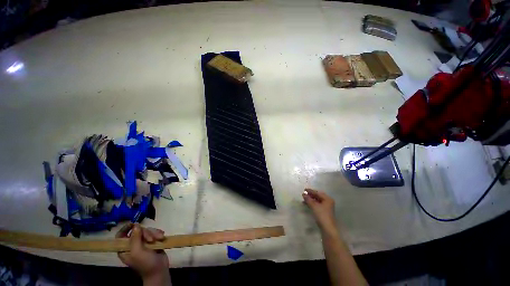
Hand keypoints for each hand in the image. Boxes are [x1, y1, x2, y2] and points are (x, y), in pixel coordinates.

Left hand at [116, 223, 170, 283]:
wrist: (159, 270)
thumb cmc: (145, 263)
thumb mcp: (137, 252)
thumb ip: (135, 239)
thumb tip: (136, 225)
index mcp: (125, 249)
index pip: (120, 236)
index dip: (125, 228)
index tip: (134, 223)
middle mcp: (133, 245)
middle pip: (137, 231)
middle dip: (146, 233)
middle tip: (151, 239)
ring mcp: (143, 243)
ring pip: (147, 231)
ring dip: (154, 233)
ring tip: (159, 238)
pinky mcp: (152, 242)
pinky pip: (154, 233)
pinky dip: (158, 233)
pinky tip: (162, 237)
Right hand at [302, 188, 336, 231]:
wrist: (327, 228)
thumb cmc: (322, 215)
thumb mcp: (314, 206)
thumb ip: (308, 199)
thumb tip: (303, 194)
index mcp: (327, 199)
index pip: (318, 193)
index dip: (310, 191)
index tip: (304, 189)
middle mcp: (328, 202)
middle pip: (318, 196)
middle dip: (310, 195)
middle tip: (303, 194)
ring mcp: (326, 207)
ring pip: (317, 201)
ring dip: (310, 200)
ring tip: (304, 199)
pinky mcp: (324, 212)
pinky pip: (317, 205)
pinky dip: (312, 204)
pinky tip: (307, 204)